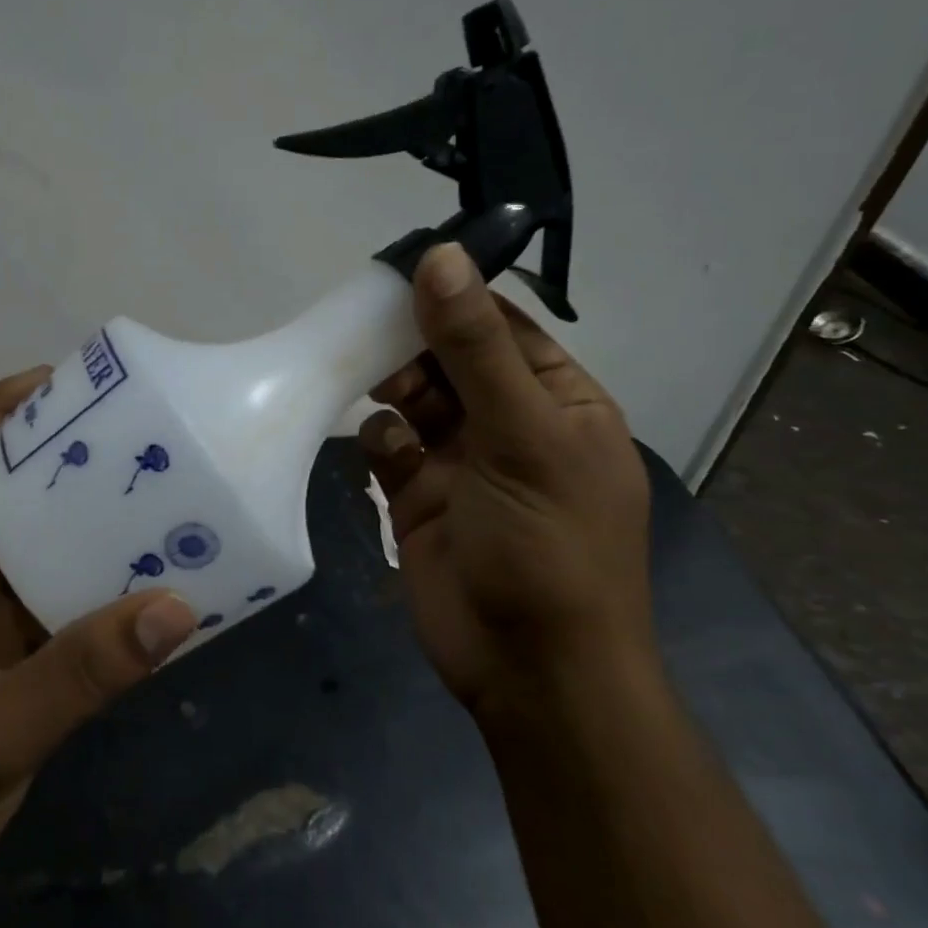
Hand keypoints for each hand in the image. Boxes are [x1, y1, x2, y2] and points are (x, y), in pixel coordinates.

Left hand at [0, 368, 196, 890]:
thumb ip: (82, 672)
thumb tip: (175, 608)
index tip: (50, 380)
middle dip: (37, 441)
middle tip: (109, 417)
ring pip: (14, 526)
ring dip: (61, 495)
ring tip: (128, 465)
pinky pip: (38, 572)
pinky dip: (77, 552)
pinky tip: (128, 547)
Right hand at [360, 244, 652, 719]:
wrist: (528, 670)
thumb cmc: (548, 545)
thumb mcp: (522, 436)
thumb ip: (474, 348)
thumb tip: (441, 257)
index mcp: (557, 402)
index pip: (502, 327)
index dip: (455, 297)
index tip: (401, 272)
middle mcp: (508, 425)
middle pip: (450, 360)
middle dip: (413, 345)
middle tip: (370, 332)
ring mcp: (460, 462)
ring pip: (414, 400)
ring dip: (393, 387)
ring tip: (375, 386)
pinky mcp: (417, 497)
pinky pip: (389, 447)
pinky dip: (380, 440)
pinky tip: (383, 452)